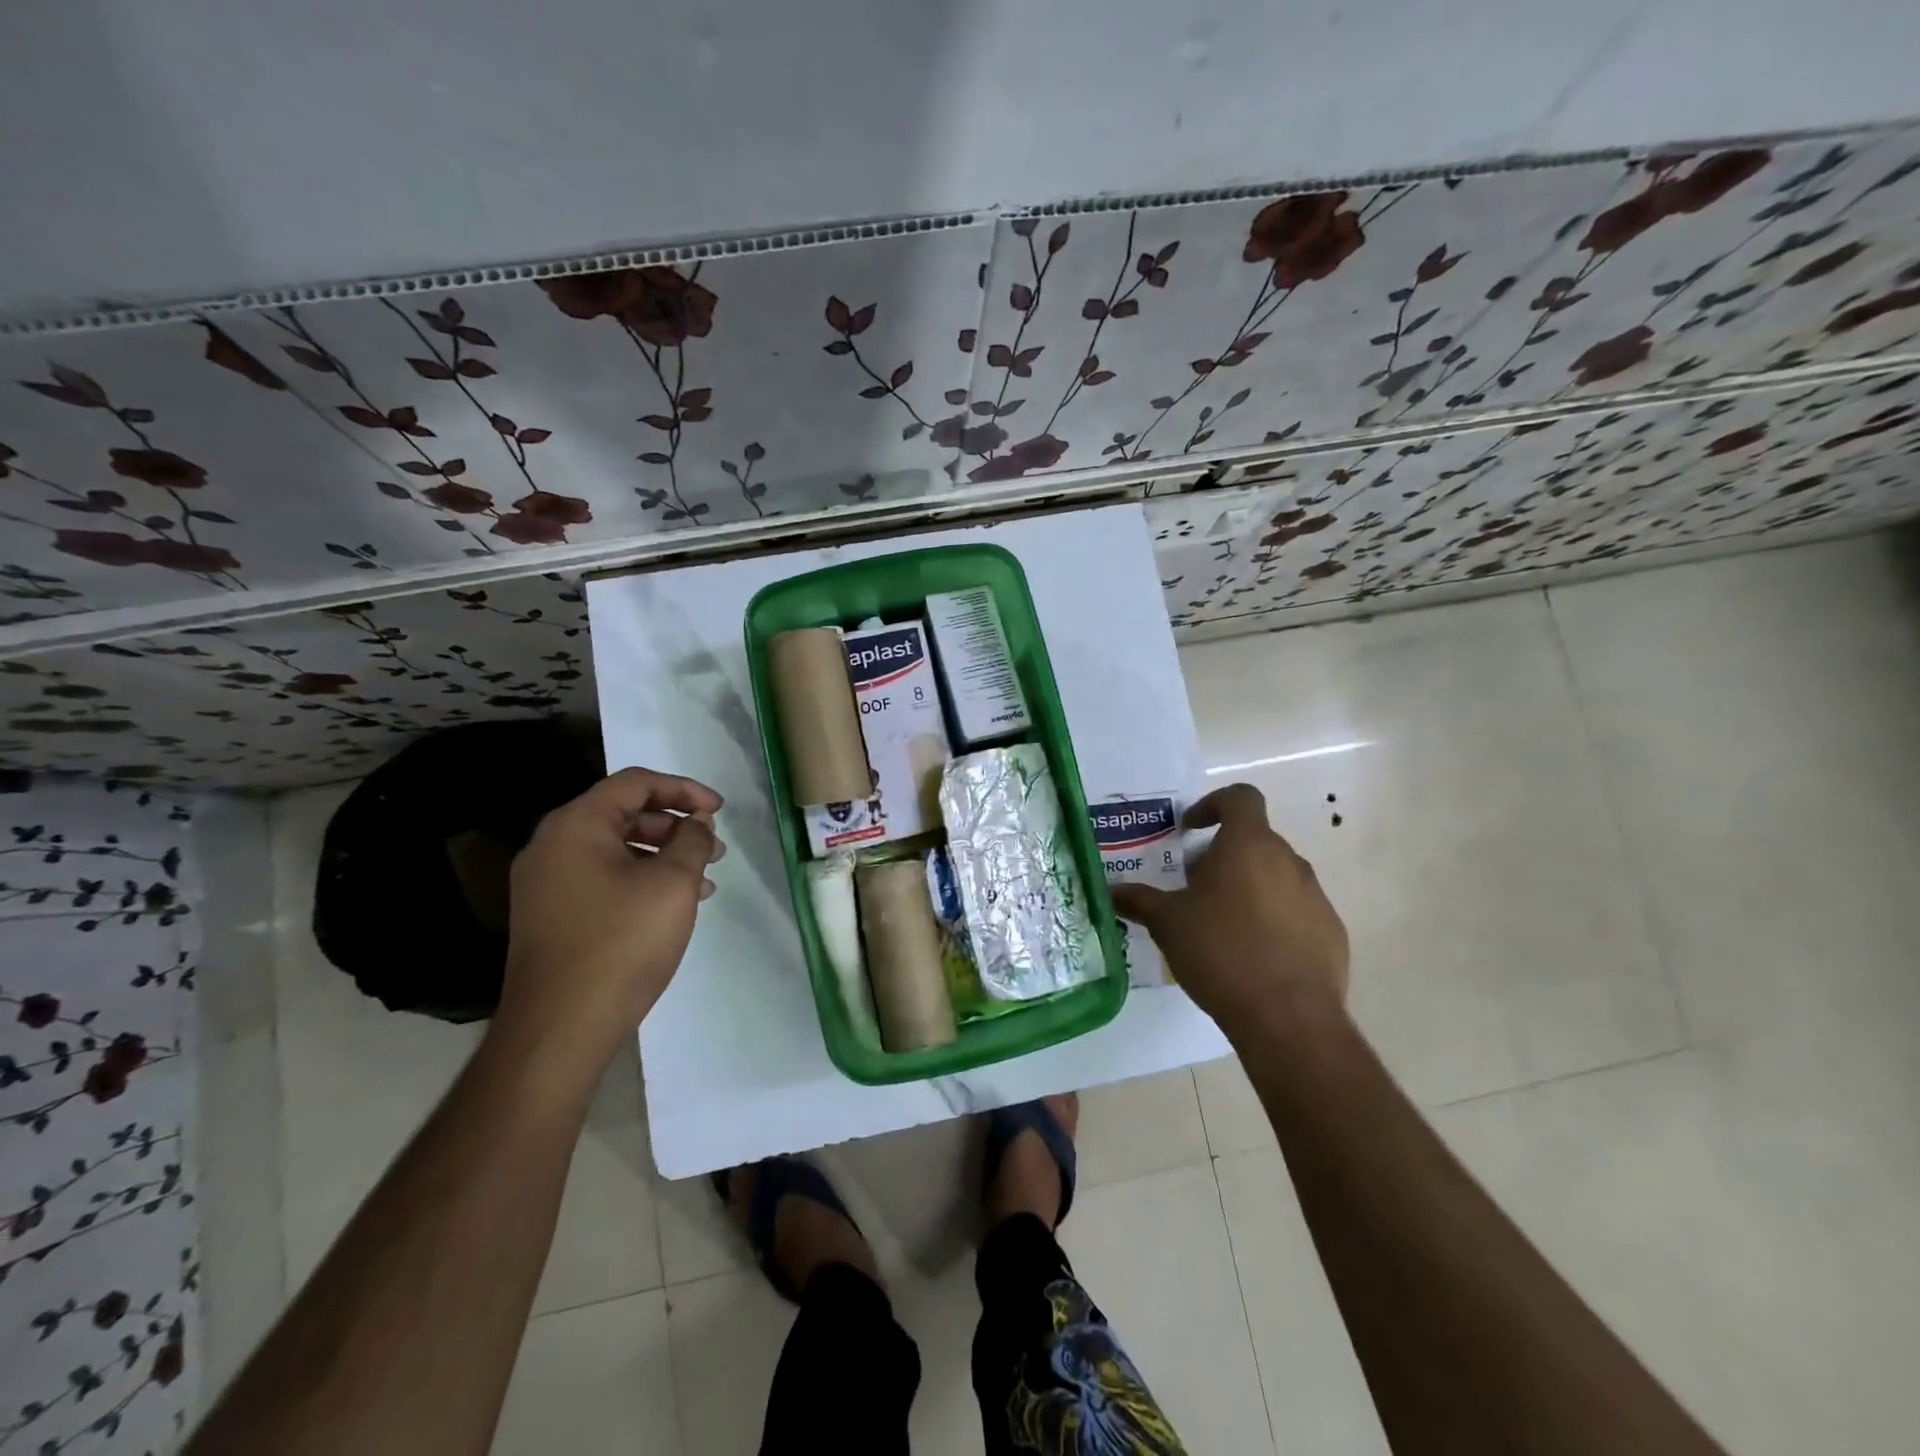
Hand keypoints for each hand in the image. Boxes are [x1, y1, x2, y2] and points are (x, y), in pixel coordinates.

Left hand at [493, 766, 724, 1070]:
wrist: (559, 1028)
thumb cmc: (621, 943)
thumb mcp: (673, 884)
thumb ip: (692, 840)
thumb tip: (696, 821)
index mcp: (576, 825)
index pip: (635, 783)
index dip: (684, 789)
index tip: (719, 810)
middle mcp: (552, 845)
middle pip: (623, 813)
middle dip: (676, 825)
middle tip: (715, 848)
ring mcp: (546, 883)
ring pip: (615, 848)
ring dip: (663, 854)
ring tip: (704, 880)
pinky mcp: (551, 915)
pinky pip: (602, 877)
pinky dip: (640, 879)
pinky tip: (673, 905)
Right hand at [1111, 782, 1348, 1035]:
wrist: (1288, 1017)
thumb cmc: (1221, 951)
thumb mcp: (1168, 923)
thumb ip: (1140, 900)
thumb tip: (1112, 891)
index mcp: (1249, 845)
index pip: (1240, 797)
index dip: (1213, 804)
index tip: (1190, 830)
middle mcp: (1288, 861)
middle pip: (1255, 841)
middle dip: (1223, 856)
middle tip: (1195, 888)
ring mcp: (1316, 896)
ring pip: (1276, 877)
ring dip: (1249, 888)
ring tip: (1222, 925)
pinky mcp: (1331, 932)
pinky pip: (1297, 911)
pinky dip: (1274, 920)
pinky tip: (1254, 954)